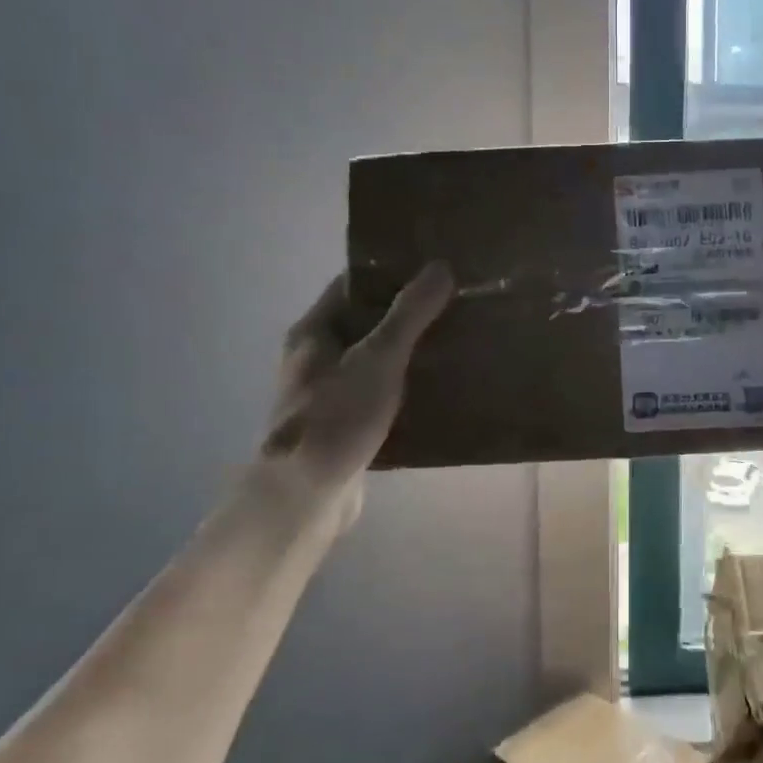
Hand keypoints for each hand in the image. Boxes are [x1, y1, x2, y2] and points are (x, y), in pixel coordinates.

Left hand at [261, 264, 452, 516]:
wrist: (306, 495)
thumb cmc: (336, 417)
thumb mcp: (377, 358)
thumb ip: (409, 314)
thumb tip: (439, 267)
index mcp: (314, 332)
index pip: (352, 285)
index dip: (390, 273)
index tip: (433, 267)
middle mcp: (316, 358)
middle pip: (366, 322)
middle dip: (408, 313)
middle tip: (455, 303)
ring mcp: (330, 394)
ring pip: (376, 360)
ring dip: (410, 351)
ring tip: (456, 340)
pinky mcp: (346, 425)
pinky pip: (381, 393)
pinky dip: (407, 386)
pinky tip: (441, 387)